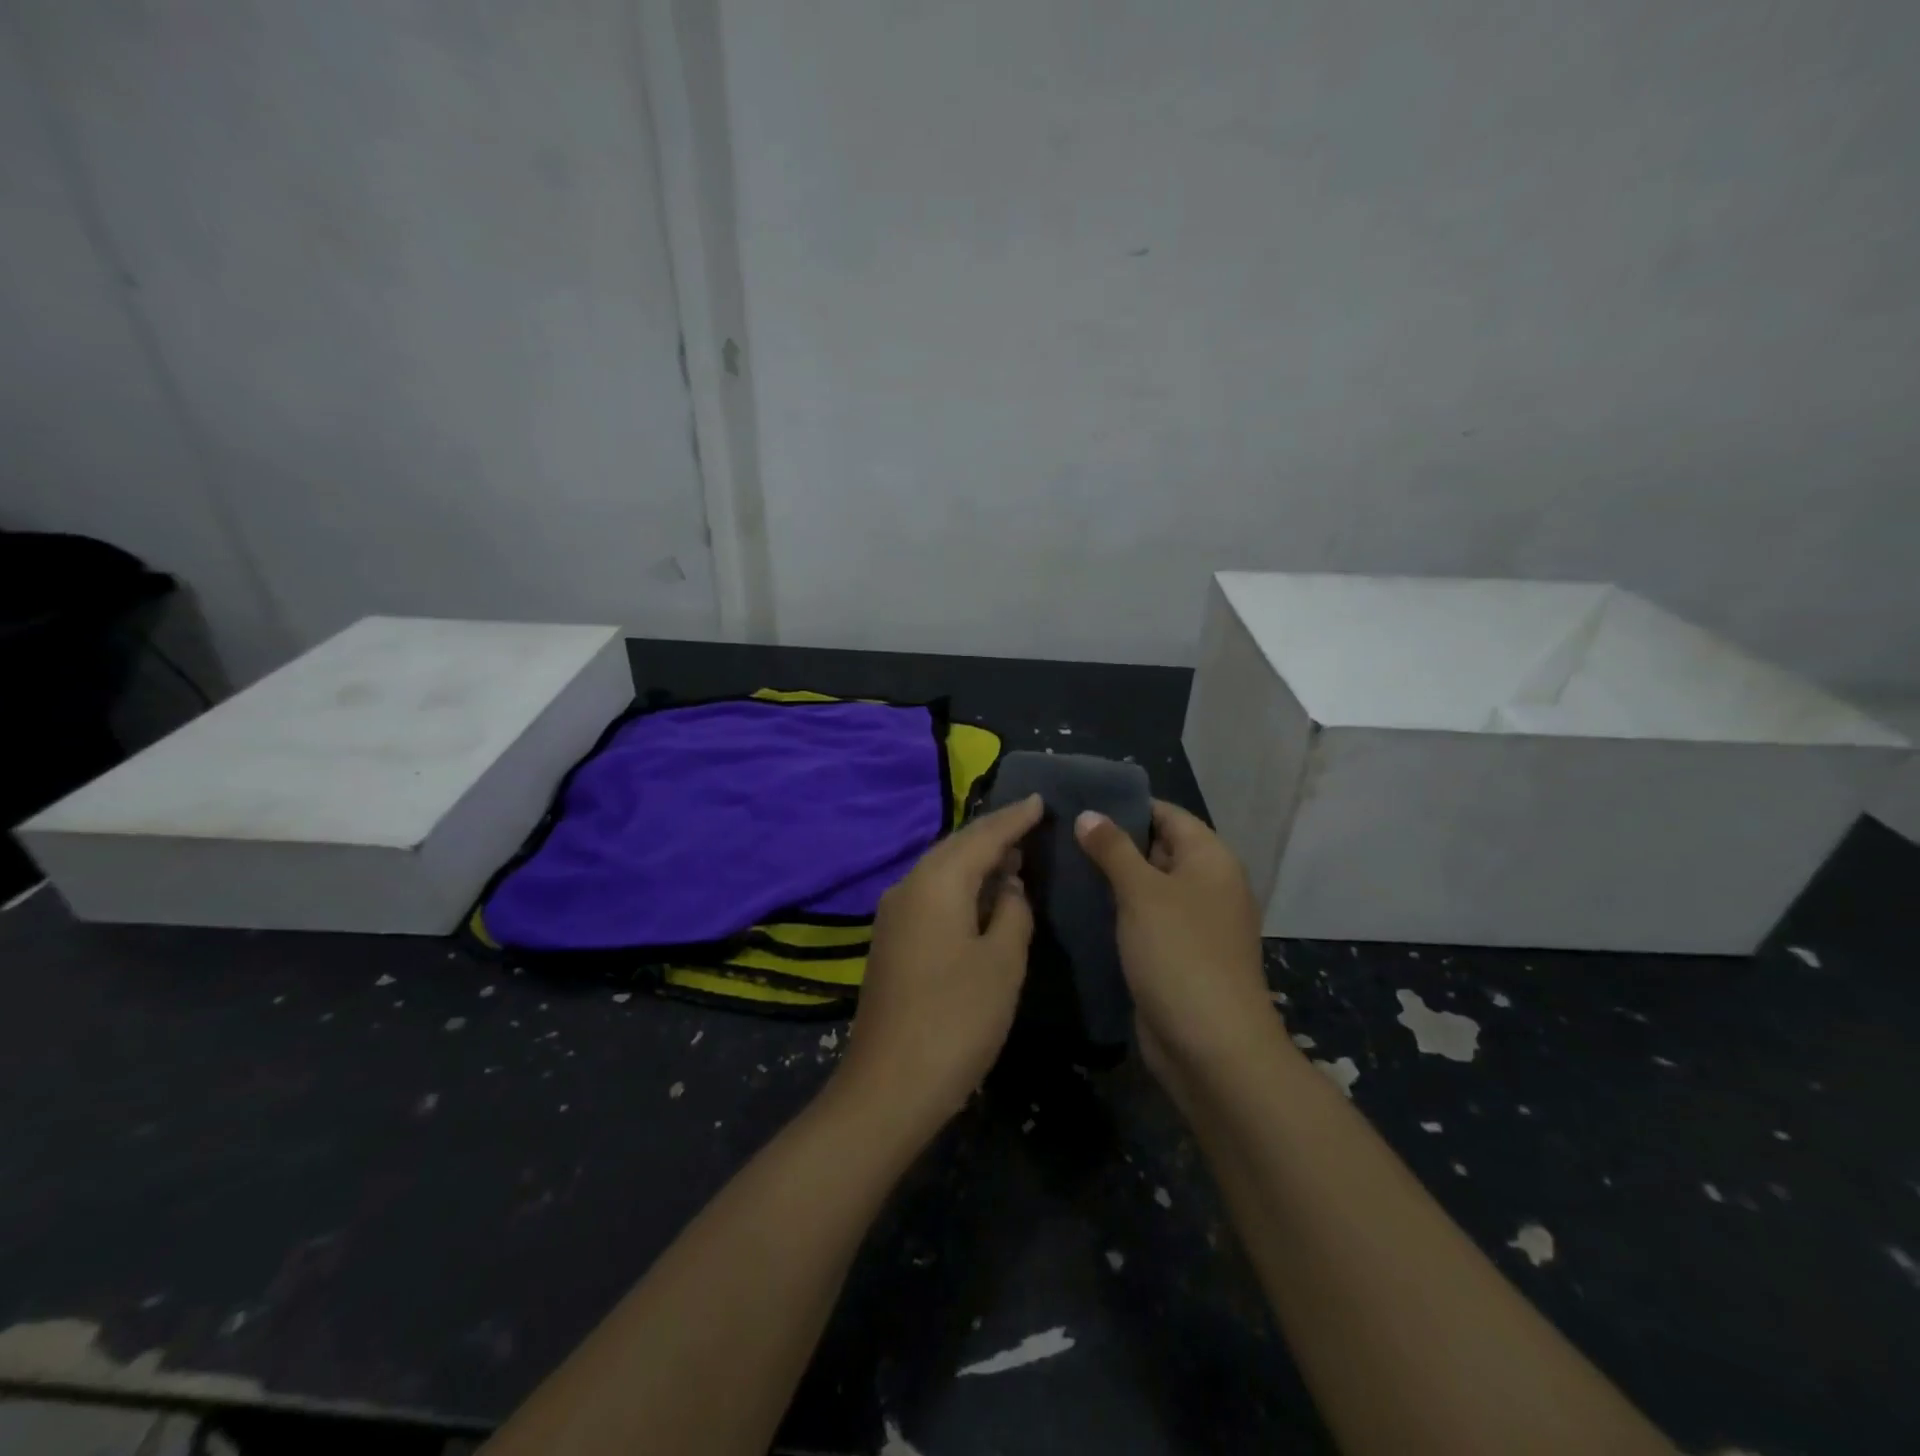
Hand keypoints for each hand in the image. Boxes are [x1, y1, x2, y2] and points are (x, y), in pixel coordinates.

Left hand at [836, 794, 1043, 1135]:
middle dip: (993, 835)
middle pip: (956, 847)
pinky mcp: (891, 940)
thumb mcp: (1002, 962)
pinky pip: (931, 894)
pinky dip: (959, 886)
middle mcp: (908, 886)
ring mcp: (893, 914)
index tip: (1039, 800)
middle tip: (1029, 823)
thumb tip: (1008, 886)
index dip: (1013, 819)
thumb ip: (1011, 912)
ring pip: (940, 870)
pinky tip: (981, 896)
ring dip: (976, 860)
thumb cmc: (956, 1019)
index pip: (982, 836)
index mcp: (936, 883)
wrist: (889, 1085)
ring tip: (1012, 854)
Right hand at [1074, 800, 1274, 1076]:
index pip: (1167, 814)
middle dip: (1112, 841)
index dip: (1126, 805)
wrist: (1211, 1047)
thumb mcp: (1143, 892)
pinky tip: (1076, 906)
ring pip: (1146, 887)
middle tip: (1059, 831)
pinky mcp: (1175, 955)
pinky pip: (1143, 920)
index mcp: (1210, 859)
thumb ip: (1113, 849)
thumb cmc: (1180, 954)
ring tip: (1059, 863)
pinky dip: (1116, 911)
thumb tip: (1088, 814)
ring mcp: (1192, 923)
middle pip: (1157, 848)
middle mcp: (1206, 885)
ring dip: (1110, 878)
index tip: (1080, 800)